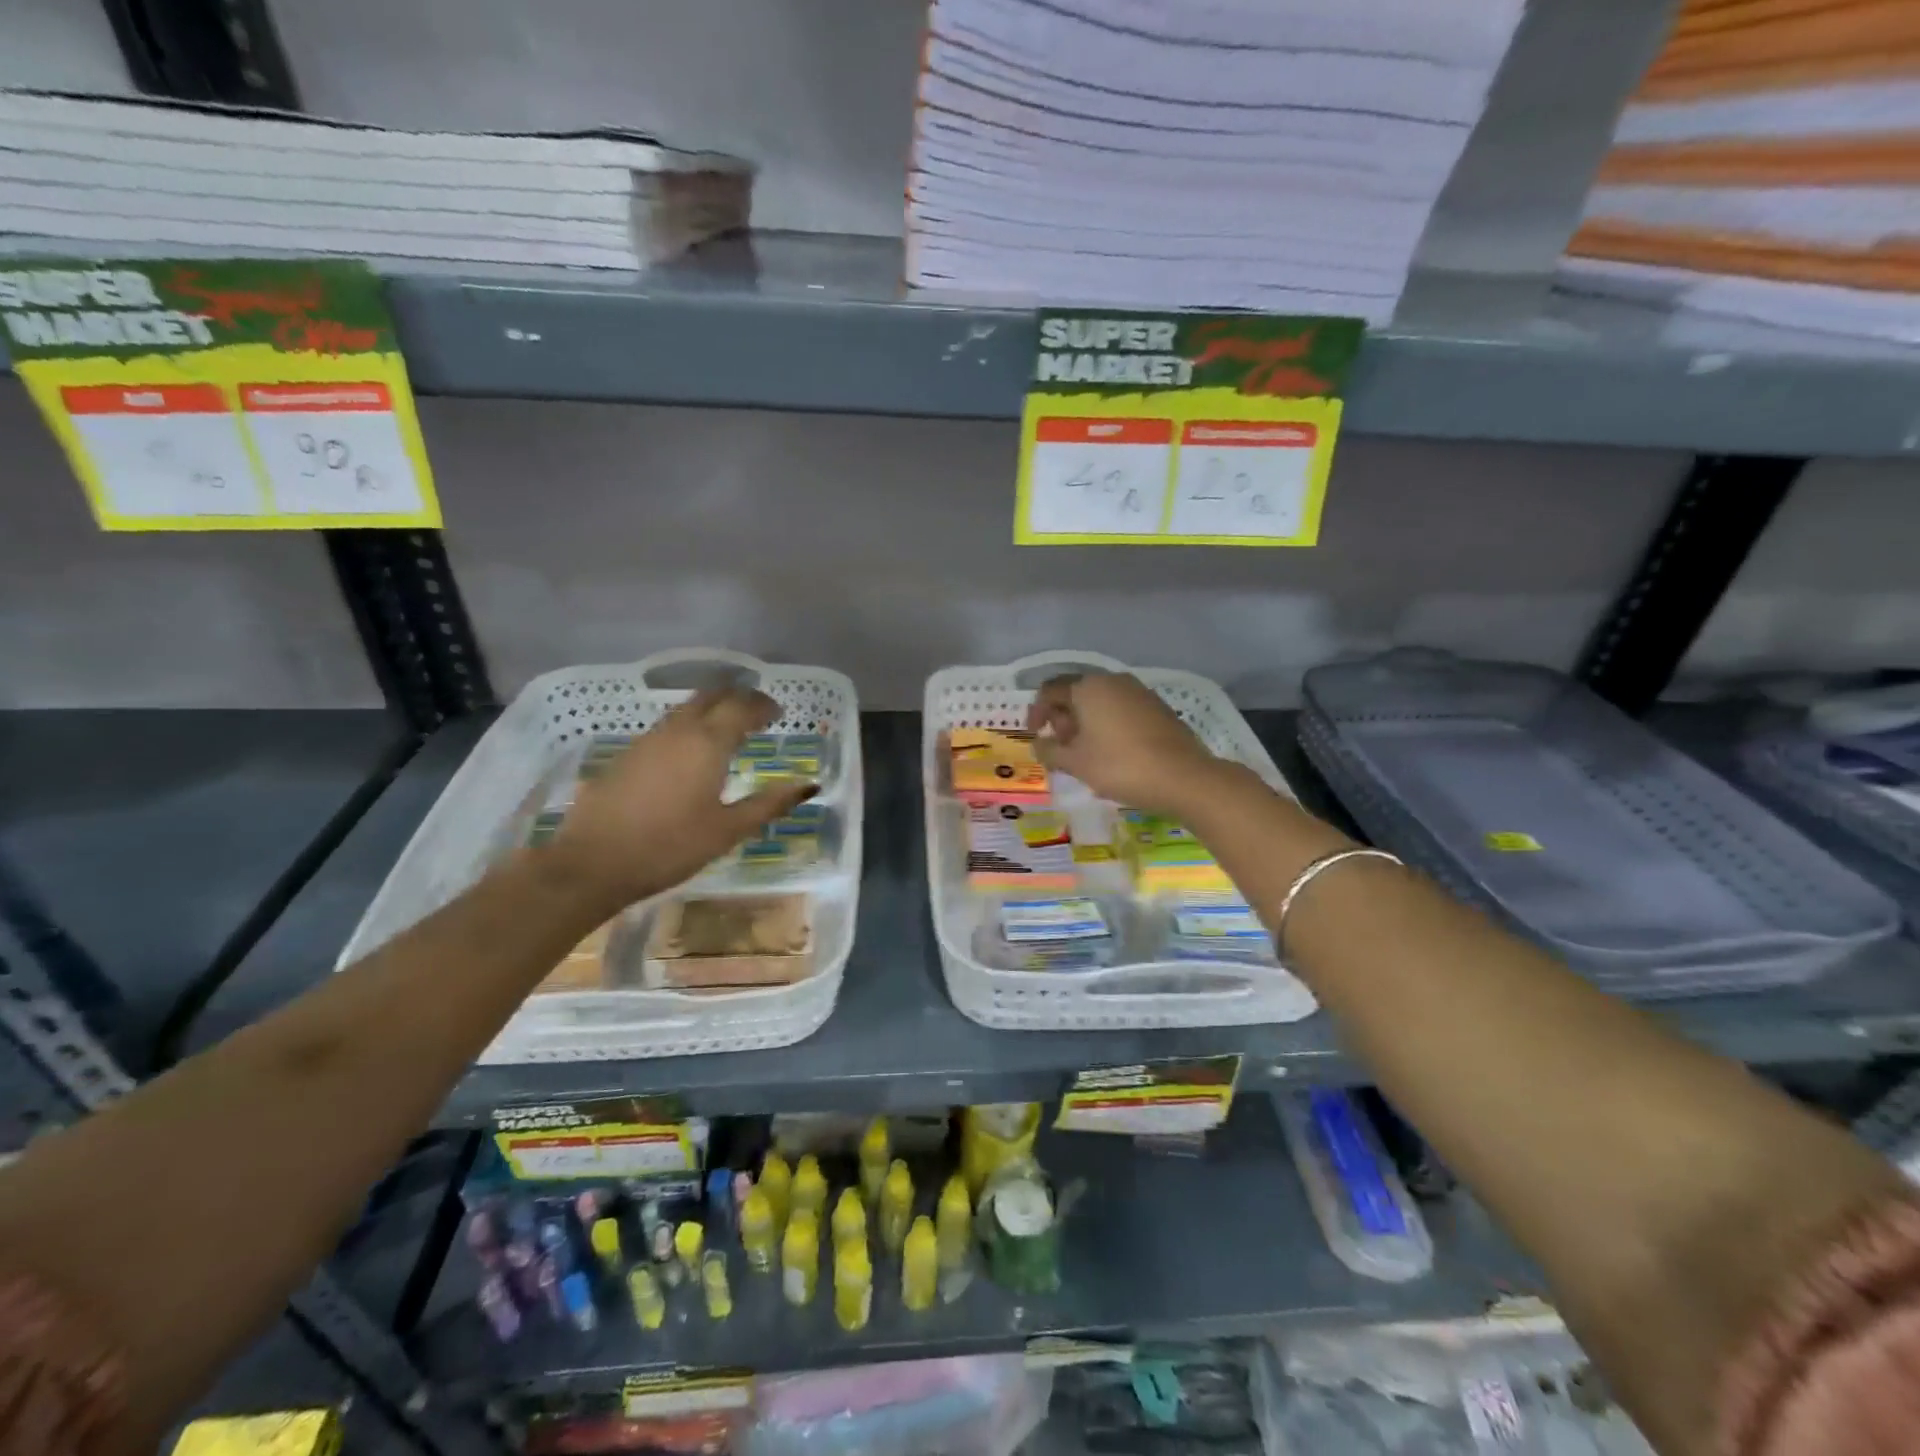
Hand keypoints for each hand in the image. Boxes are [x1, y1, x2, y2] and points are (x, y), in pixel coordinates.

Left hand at [539, 685, 815, 913]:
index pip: (742, 708)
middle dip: (737, 697)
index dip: (763, 706)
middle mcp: (678, 730)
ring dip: (710, 709)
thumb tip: (808, 786)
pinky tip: (689, 752)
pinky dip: (688, 726)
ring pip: (685, 709)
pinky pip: (667, 728)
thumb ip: (769, 804)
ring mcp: (647, 740)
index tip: (778, 713)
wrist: (592, 863)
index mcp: (708, 743)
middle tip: (756, 711)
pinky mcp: (626, 755)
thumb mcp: (728, 830)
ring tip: (727, 728)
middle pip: (711, 696)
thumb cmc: (670, 846)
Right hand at [1025, 672, 1230, 815]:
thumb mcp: (1075, 763)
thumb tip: (1039, 744)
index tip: (1035, 737)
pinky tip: (1112, 753)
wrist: (1184, 777)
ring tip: (1085, 755)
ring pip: (1100, 702)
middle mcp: (1113, 681)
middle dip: (1062, 719)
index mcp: (1088, 687)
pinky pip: (1121, 710)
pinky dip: (1108, 726)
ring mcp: (1139, 692)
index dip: (1036, 712)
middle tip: (1061, 749)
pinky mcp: (1158, 708)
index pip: (1050, 690)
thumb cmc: (1120, 766)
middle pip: (1076, 693)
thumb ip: (1049, 751)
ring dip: (1085, 724)